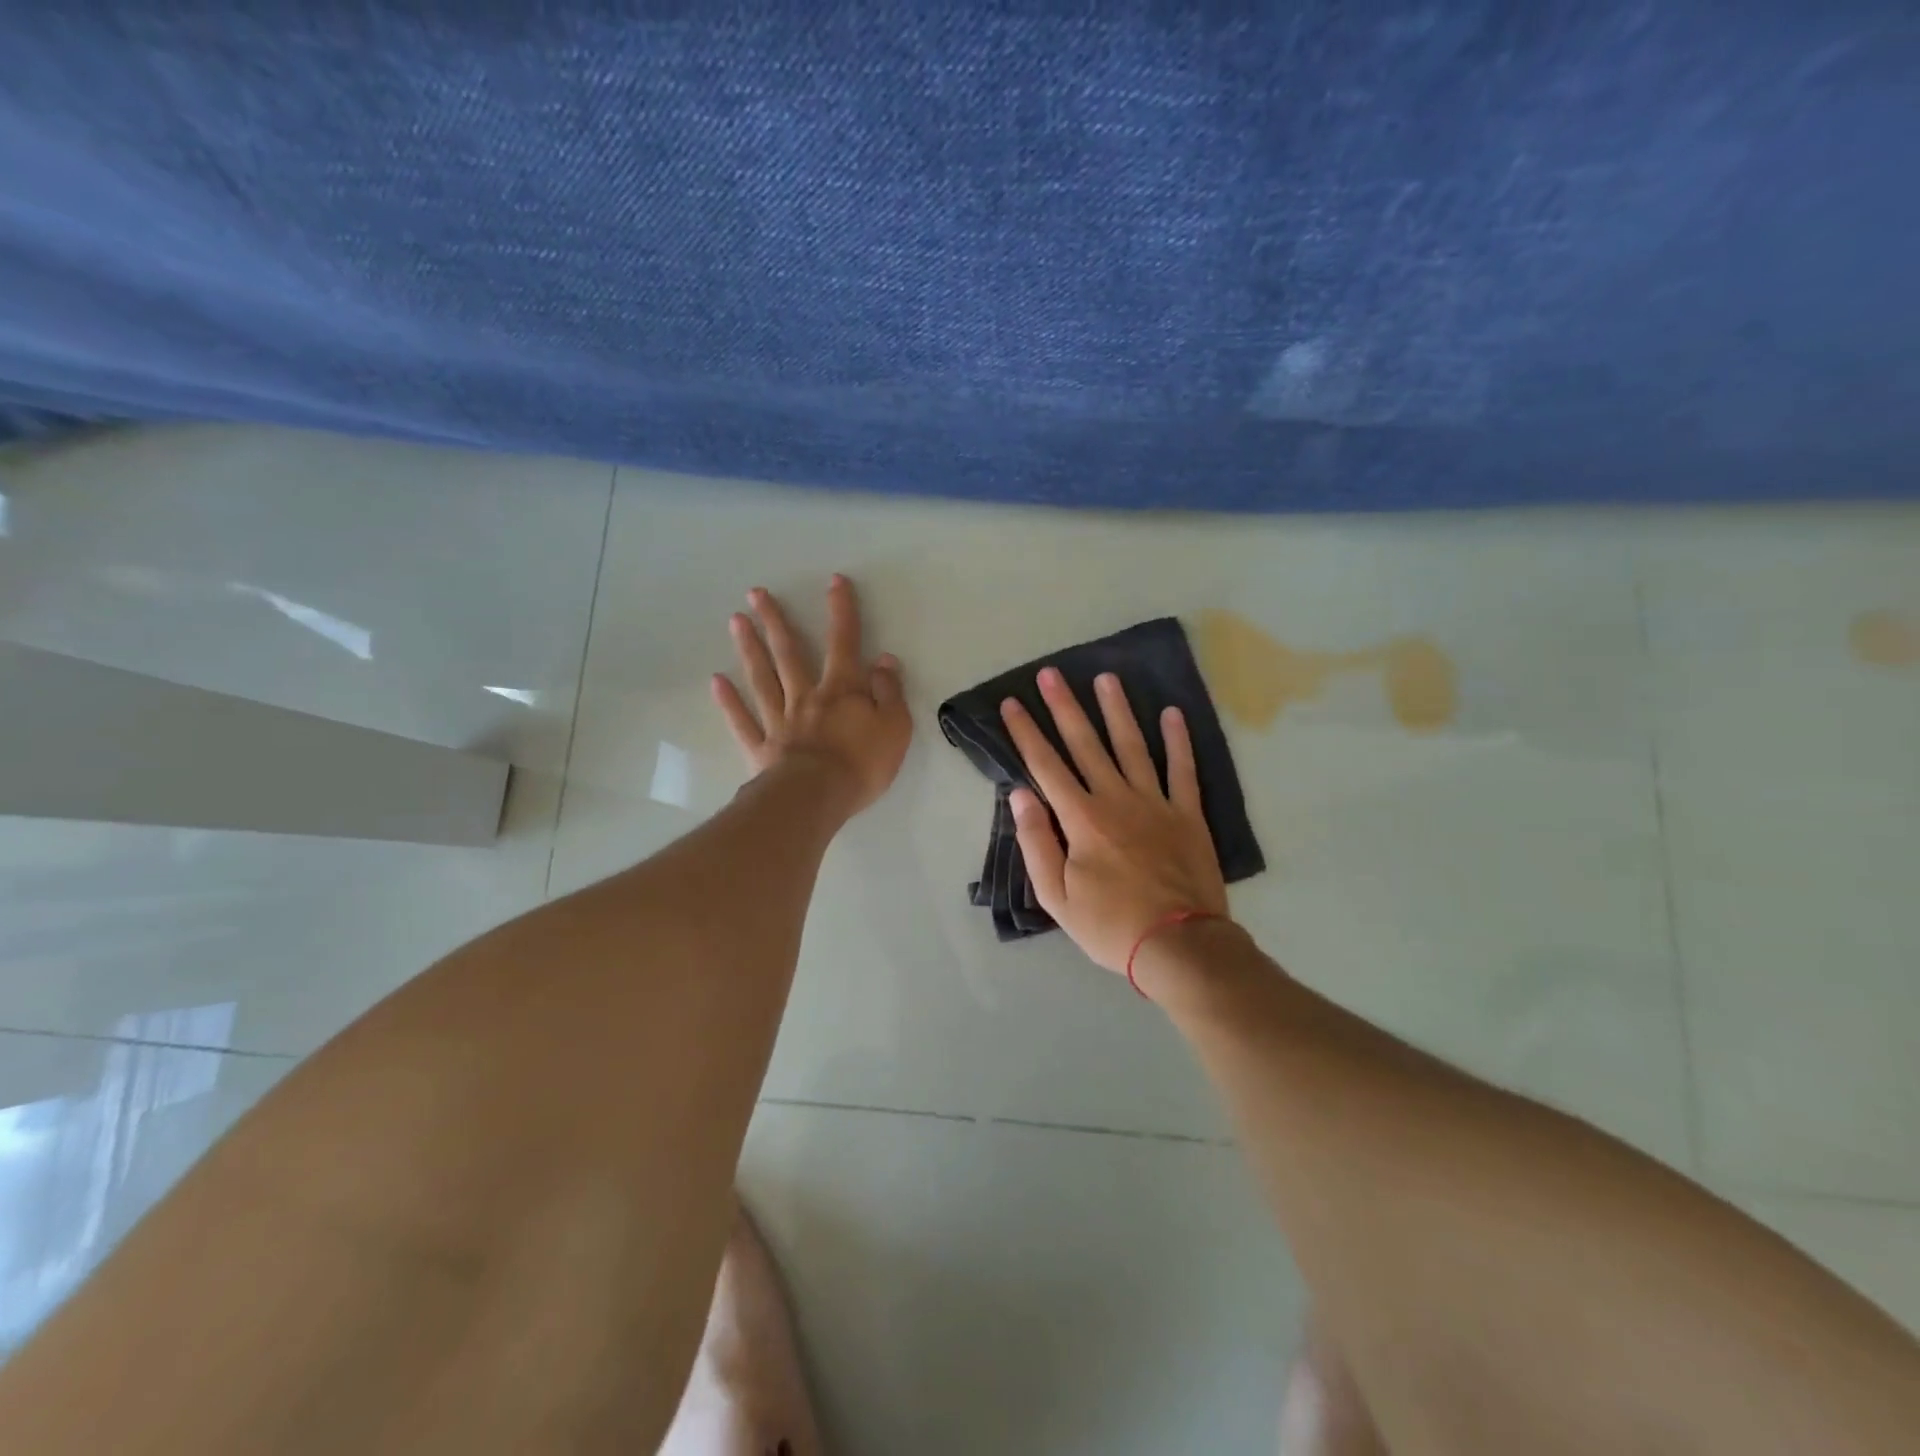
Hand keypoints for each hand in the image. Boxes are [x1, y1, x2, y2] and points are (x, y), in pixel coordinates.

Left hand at [712, 575, 911, 816]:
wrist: (817, 798)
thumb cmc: (861, 764)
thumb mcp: (895, 727)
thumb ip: (889, 692)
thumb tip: (884, 660)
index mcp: (841, 690)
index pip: (844, 643)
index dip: (841, 611)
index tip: (834, 581)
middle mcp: (806, 697)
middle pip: (789, 653)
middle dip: (775, 621)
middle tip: (755, 593)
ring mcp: (779, 721)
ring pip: (762, 679)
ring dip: (749, 649)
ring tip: (735, 621)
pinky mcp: (761, 748)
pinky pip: (743, 721)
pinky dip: (729, 702)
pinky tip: (717, 682)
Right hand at [1000, 668, 1227, 974]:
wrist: (1179, 945)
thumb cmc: (1110, 925)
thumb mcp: (1057, 896)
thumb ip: (1037, 842)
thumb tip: (1020, 795)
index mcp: (1081, 820)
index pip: (1046, 766)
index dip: (1026, 733)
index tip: (1013, 703)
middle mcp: (1116, 799)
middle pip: (1086, 745)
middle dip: (1065, 707)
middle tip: (1051, 674)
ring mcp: (1156, 803)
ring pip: (1133, 746)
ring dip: (1117, 711)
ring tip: (1106, 678)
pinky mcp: (1188, 814)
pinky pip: (1183, 770)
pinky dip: (1179, 741)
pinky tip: (1172, 714)